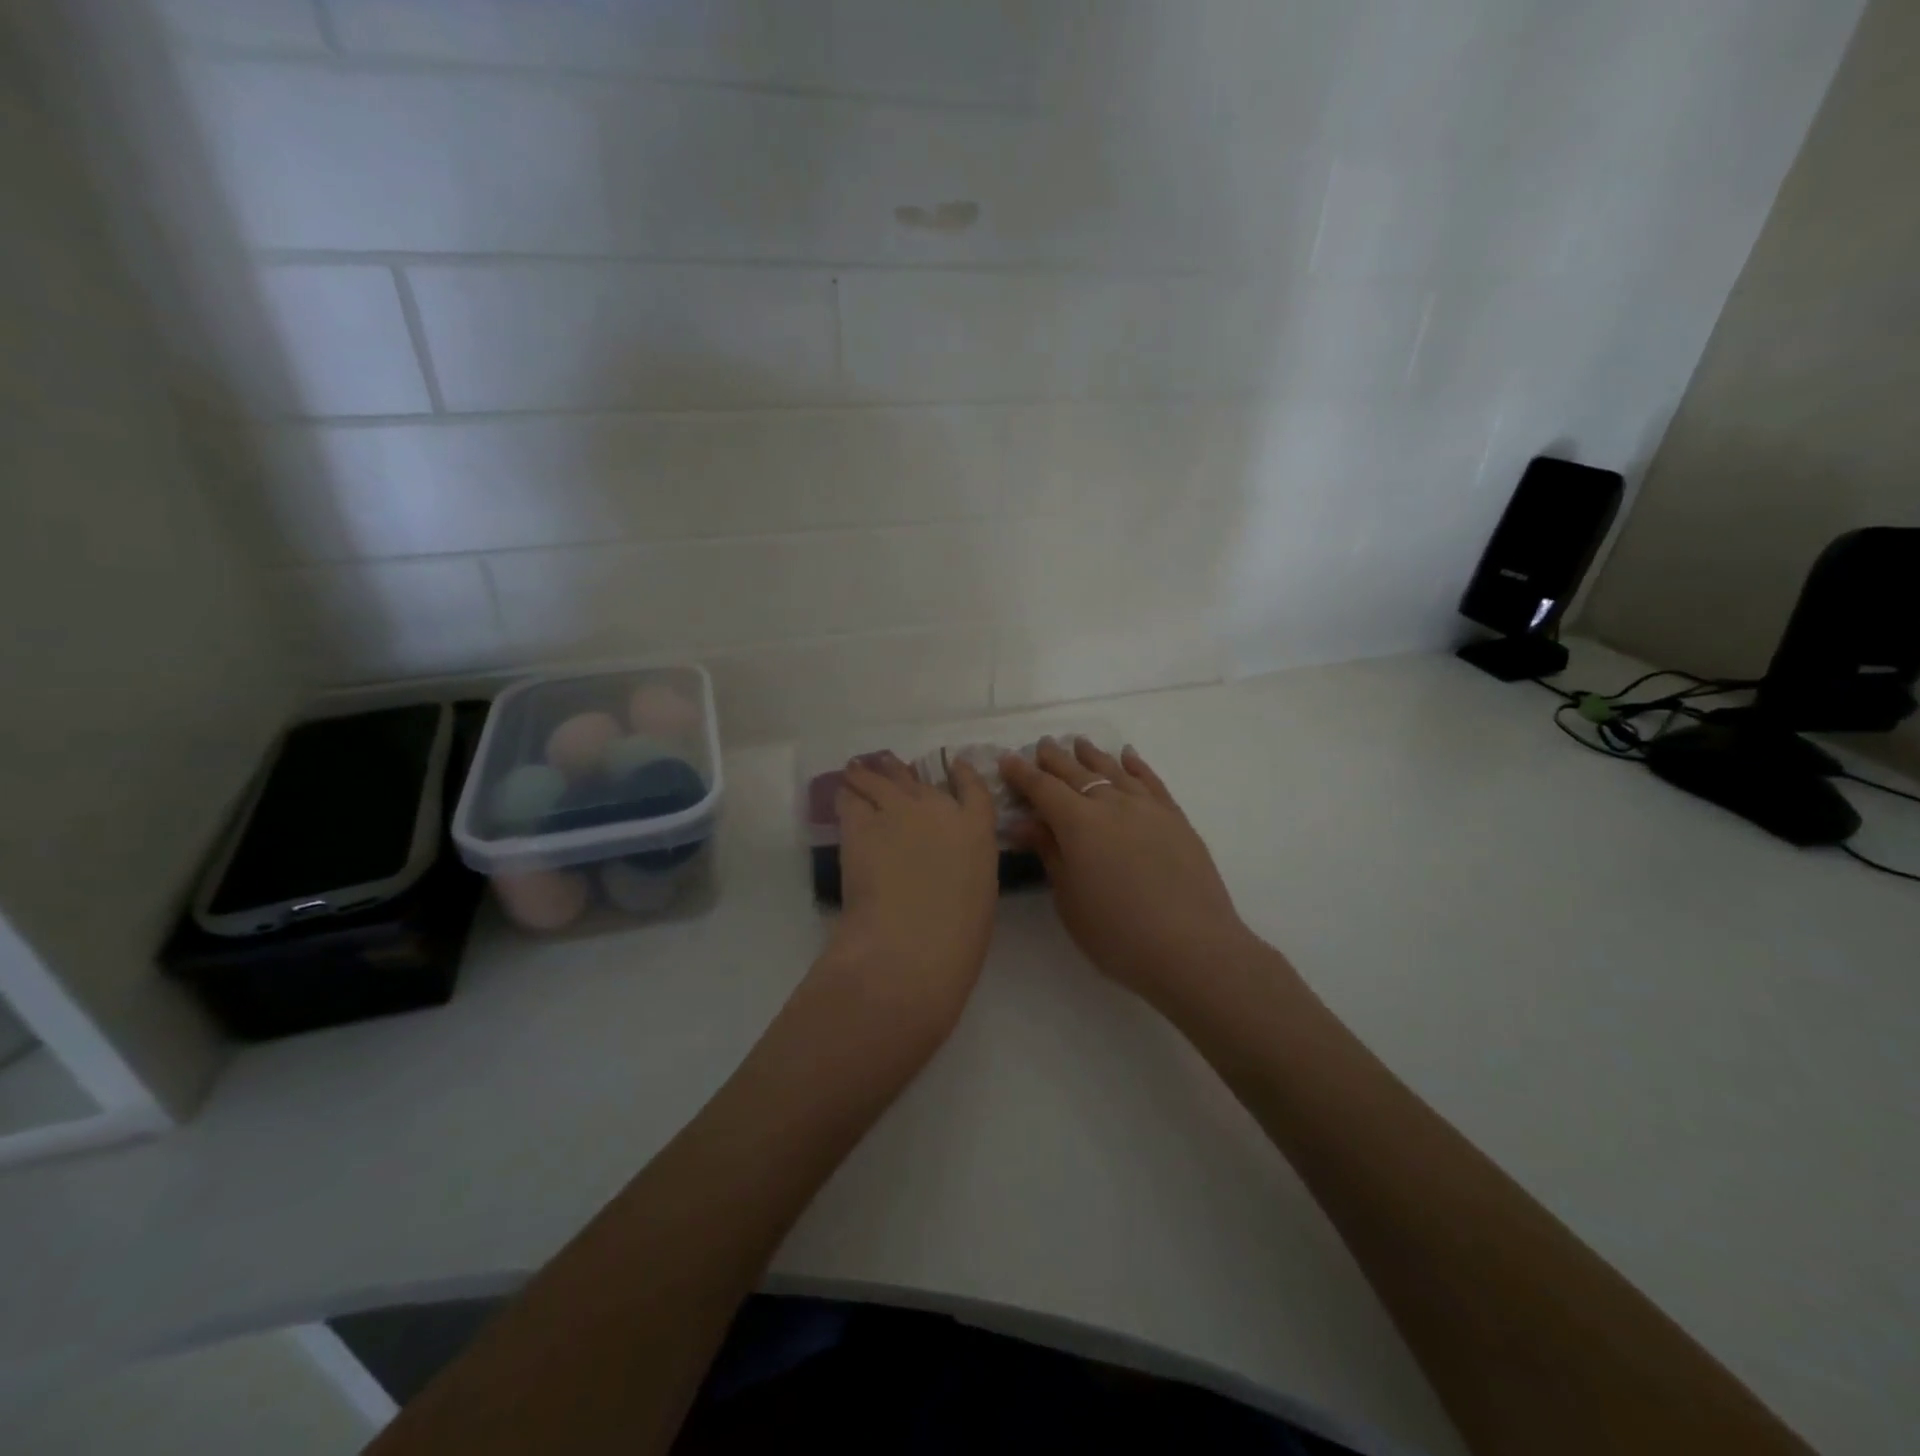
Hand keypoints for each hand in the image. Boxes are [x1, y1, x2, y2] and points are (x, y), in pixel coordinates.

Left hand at [816, 753, 999, 1043]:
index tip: (954, 764)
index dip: (962, 772)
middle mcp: (937, 808)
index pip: (973, 787)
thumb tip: (946, 861)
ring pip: (878, 780)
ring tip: (856, 770)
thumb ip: (965, 864)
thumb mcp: (979, 893)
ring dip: (868, 774)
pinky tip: (843, 794)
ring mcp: (897, 811)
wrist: (911, 943)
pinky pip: (851, 798)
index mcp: (976, 829)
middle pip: (917, 779)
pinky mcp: (860, 824)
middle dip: (902, 772)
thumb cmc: (957, 936)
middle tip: (889, 766)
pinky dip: (847, 794)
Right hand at [1000, 739, 1257, 1012]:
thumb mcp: (1069, 898)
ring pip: (1114, 770)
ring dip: (1093, 755)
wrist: (1192, 949)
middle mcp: (1112, 804)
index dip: (1022, 774)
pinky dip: (1136, 766)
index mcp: (1078, 823)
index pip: (1043, 788)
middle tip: (1041, 747)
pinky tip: (1128, 756)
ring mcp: (1148, 808)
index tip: (1007, 759)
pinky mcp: (1176, 819)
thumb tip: (1024, 822)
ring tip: (1079, 744)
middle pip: (1077, 773)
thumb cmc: (1117, 933)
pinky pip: (1151, 781)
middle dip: (1055, 759)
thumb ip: (1049, 853)